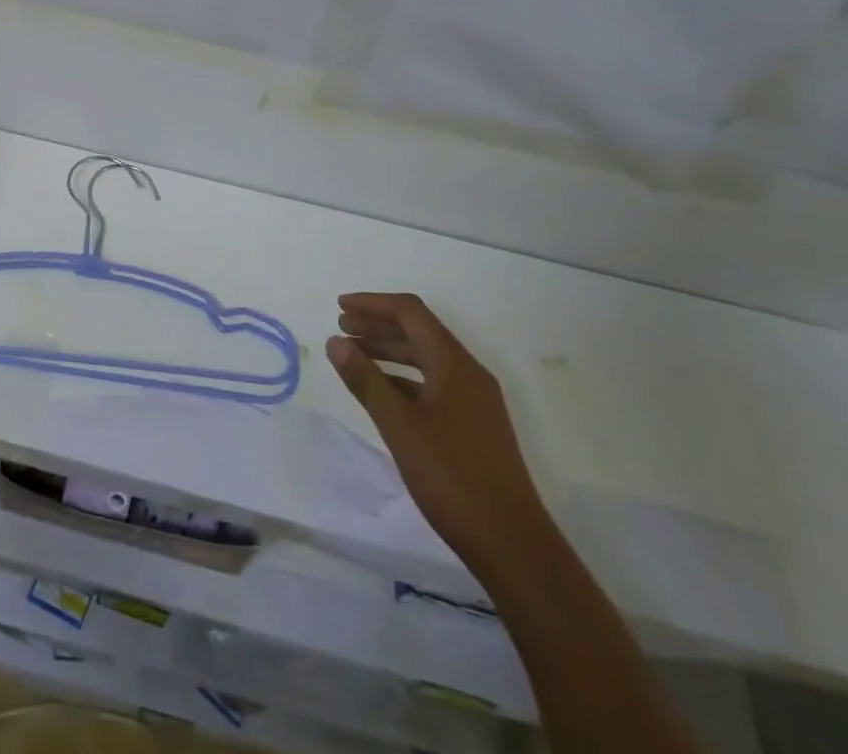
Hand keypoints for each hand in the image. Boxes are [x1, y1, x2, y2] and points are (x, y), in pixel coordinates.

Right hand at [328, 292, 548, 572]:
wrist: (512, 544)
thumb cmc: (452, 477)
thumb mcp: (400, 426)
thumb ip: (366, 380)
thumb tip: (336, 341)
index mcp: (454, 363)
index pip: (410, 312)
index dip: (373, 304)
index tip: (339, 306)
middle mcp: (468, 373)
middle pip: (418, 332)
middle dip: (378, 325)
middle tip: (341, 328)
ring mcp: (474, 401)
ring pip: (425, 359)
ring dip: (389, 351)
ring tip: (354, 356)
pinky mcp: (474, 426)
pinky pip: (432, 384)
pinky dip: (403, 378)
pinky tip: (381, 392)